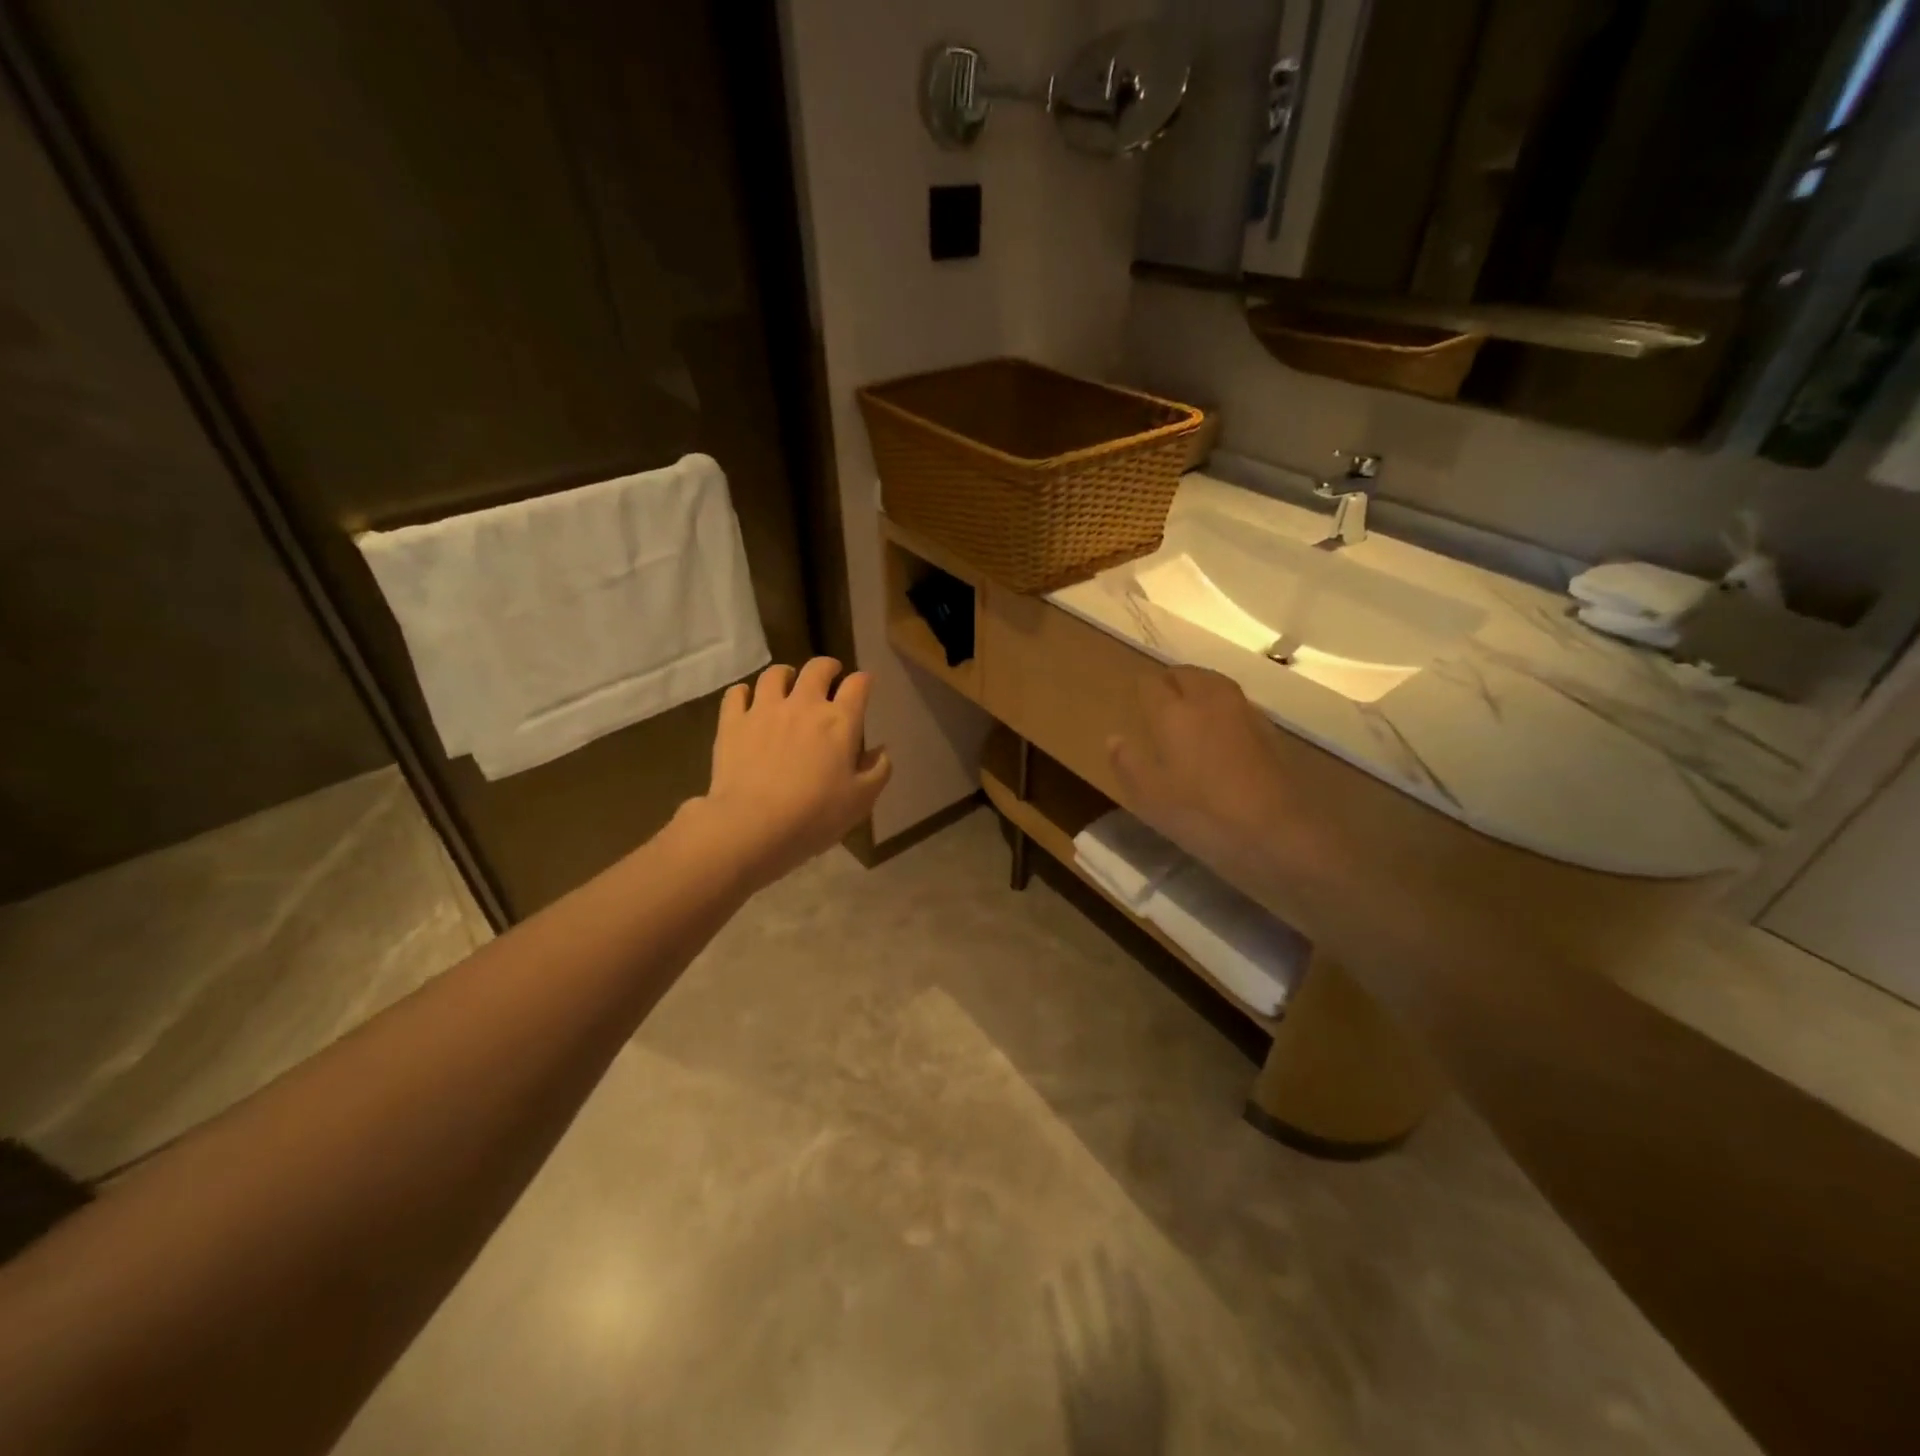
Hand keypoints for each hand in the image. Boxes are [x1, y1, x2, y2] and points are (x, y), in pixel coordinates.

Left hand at [688, 658, 890, 887]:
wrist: (753, 825)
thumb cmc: (815, 815)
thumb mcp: (861, 800)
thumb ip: (878, 771)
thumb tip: (881, 750)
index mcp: (840, 721)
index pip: (858, 685)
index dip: (864, 680)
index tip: (865, 683)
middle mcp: (803, 705)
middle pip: (817, 668)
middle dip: (827, 667)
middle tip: (830, 675)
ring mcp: (764, 710)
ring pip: (775, 674)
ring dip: (785, 675)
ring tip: (787, 684)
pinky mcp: (732, 722)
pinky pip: (737, 693)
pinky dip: (744, 692)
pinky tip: (748, 701)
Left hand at [1045, 1251, 1167, 1455]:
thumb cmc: (1141, 1443)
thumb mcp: (1157, 1410)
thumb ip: (1151, 1371)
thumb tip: (1146, 1332)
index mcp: (1143, 1375)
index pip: (1139, 1323)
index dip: (1132, 1292)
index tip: (1125, 1262)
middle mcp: (1117, 1368)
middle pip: (1111, 1315)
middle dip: (1105, 1280)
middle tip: (1097, 1246)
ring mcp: (1090, 1374)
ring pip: (1084, 1322)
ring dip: (1078, 1290)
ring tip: (1071, 1260)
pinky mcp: (1069, 1384)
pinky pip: (1059, 1342)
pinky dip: (1052, 1313)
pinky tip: (1045, 1288)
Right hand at [1106, 667, 1300, 882]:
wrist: (1276, 831)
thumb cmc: (1202, 814)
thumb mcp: (1150, 797)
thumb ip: (1128, 763)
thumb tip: (1115, 738)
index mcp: (1173, 712)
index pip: (1151, 683)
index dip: (1140, 689)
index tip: (1133, 702)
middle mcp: (1208, 700)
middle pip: (1186, 673)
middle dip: (1169, 681)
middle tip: (1158, 700)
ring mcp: (1242, 711)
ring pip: (1214, 682)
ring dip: (1197, 687)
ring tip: (1186, 707)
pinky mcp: (1266, 728)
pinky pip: (1234, 701)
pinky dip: (1220, 705)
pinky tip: (1217, 728)